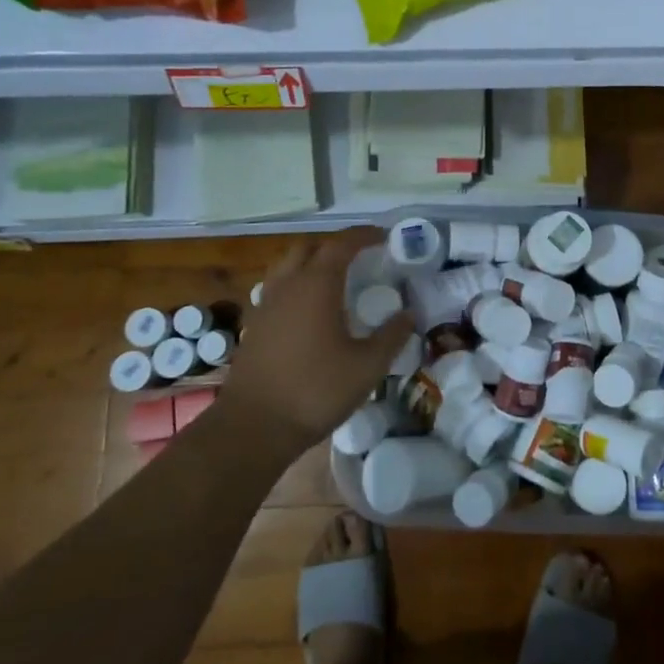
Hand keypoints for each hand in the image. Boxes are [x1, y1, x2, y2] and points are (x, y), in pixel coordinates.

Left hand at [228, 229, 416, 448]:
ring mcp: (265, 306)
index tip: (383, 236)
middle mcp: (287, 286)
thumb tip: (409, 314)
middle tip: (358, 258)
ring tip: (332, 281)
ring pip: (286, 267)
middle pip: (308, 248)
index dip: (363, 236)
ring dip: (310, 264)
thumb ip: (392, 336)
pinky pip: (275, 291)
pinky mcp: (254, 327)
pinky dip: (294, 287)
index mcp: (317, 285)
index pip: (341, 245)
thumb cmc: (316, 391)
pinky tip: (308, 312)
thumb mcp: (368, 367)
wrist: (254, 427)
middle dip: (334, 246)